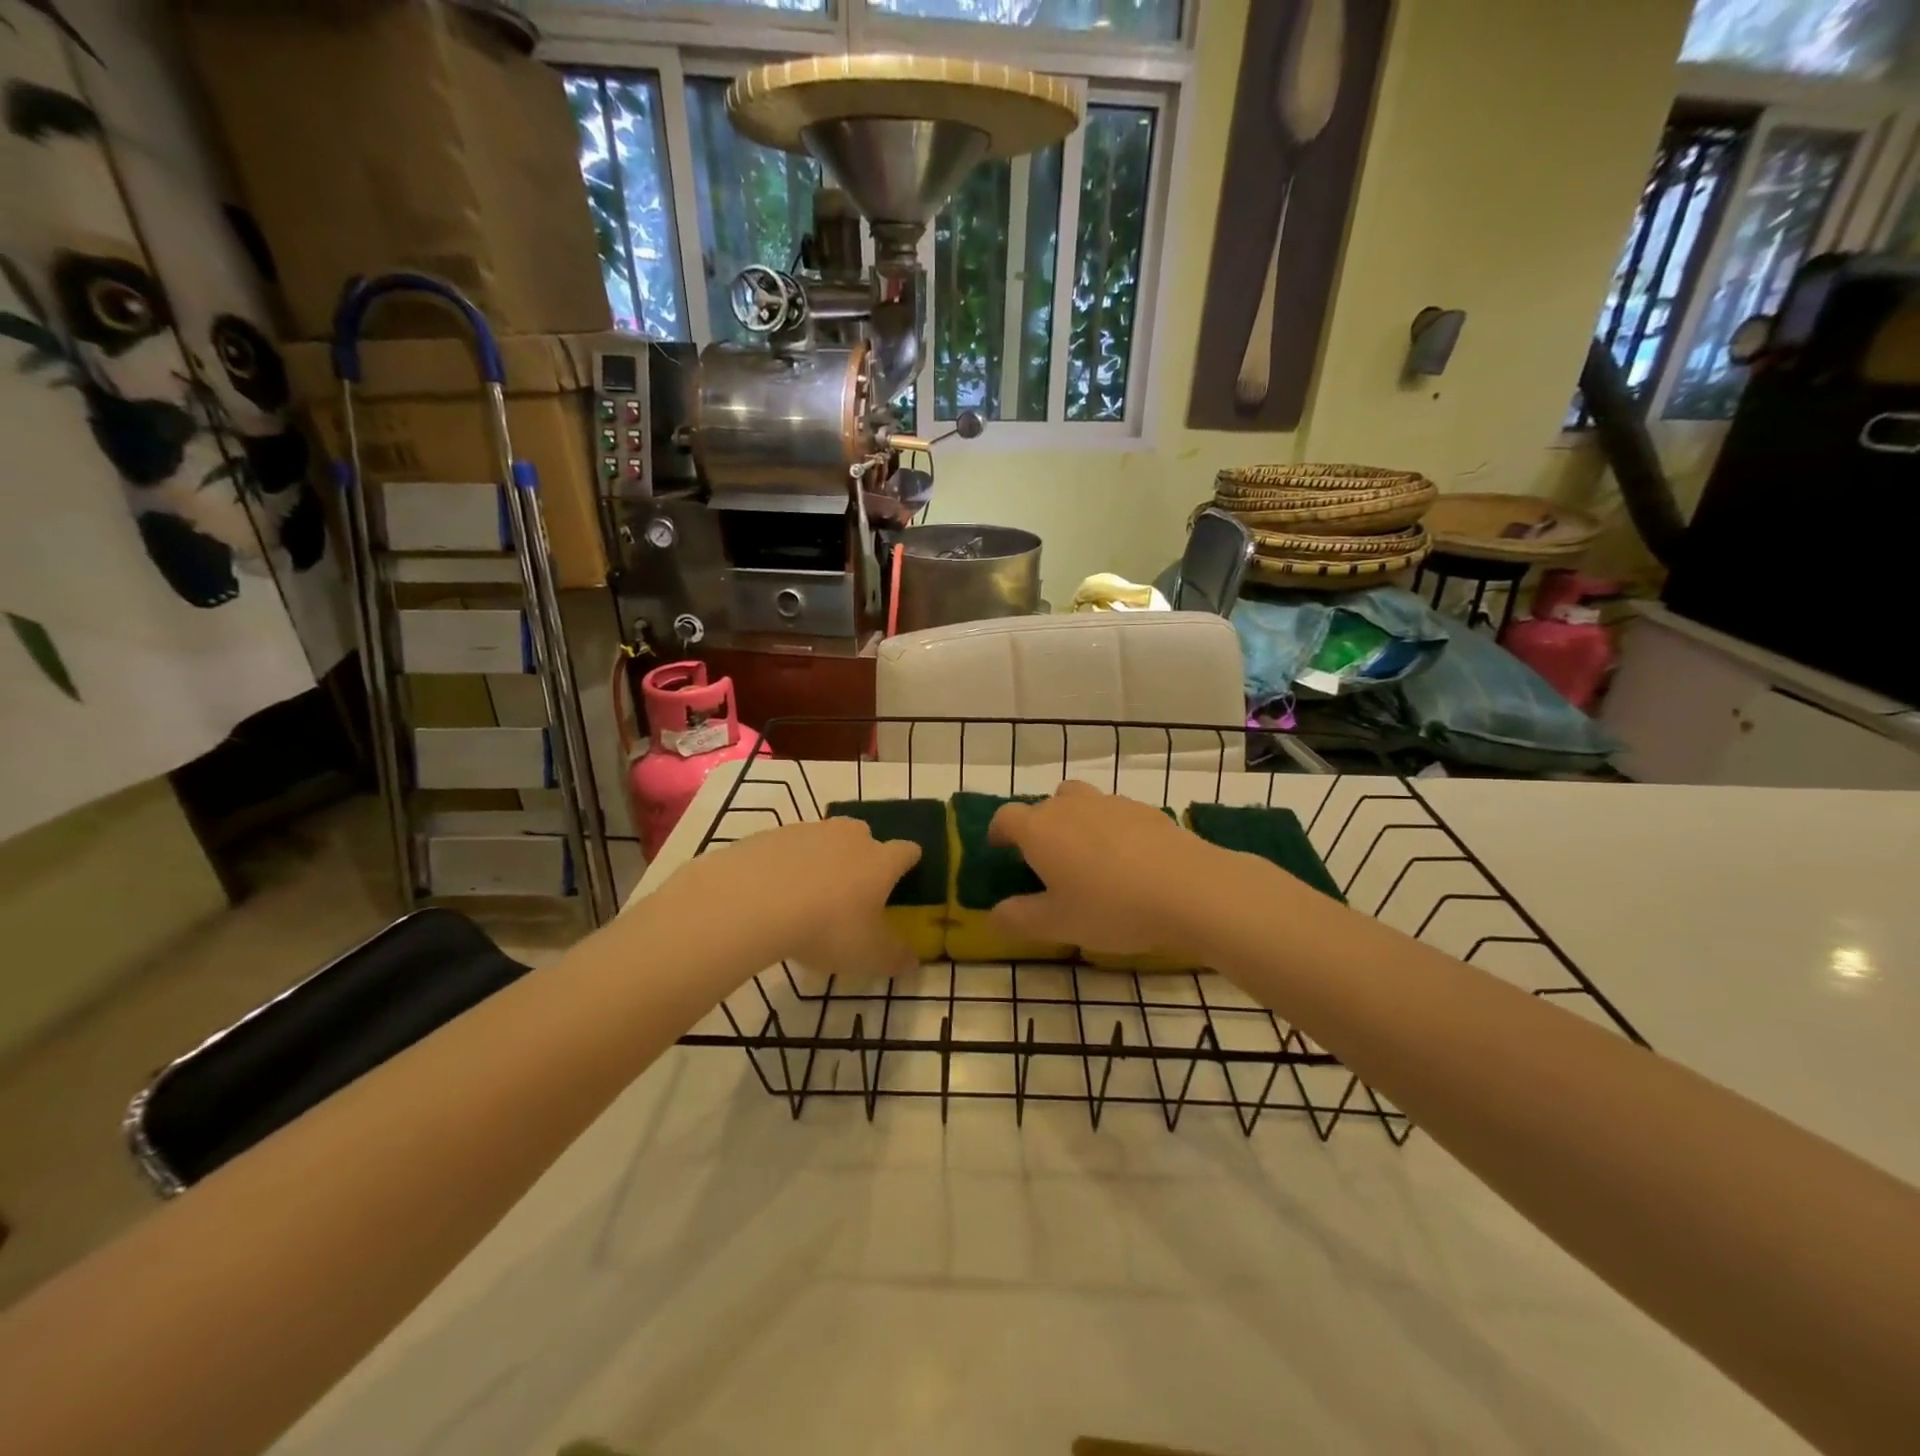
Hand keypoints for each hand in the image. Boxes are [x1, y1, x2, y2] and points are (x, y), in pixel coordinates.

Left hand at [663, 817, 922, 982]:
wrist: (754, 900)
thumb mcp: (868, 955)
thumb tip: (912, 961)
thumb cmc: (826, 928)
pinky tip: (774, 891)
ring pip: (825, 839)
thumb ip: (895, 957)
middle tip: (852, 890)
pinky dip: (788, 864)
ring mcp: (810, 831)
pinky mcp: (773, 835)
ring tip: (809, 894)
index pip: (907, 851)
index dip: (909, 862)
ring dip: (823, 860)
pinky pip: (789, 847)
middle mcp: (850, 837)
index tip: (907, 874)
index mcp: (881, 861)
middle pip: (865, 837)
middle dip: (863, 857)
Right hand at [986, 780, 1219, 956]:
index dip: (999, 833)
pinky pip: (1115, 813)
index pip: (1006, 818)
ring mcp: (1111, 803)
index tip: (1000, 850)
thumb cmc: (1111, 908)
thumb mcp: (1057, 925)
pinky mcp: (1146, 810)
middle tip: (1046, 862)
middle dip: (1038, 828)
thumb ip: (1018, 919)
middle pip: (1044, 806)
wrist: (1190, 889)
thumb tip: (994, 914)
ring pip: (1080, 802)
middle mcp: (1070, 806)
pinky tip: (1127, 861)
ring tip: (1087, 857)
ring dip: (1074, 822)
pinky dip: (1110, 829)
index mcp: (1040, 829)